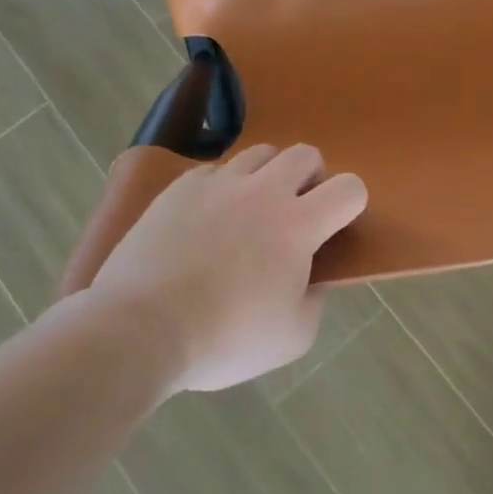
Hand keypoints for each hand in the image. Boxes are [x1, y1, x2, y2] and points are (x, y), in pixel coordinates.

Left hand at [65, 144, 366, 392]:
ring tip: (253, 210)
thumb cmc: (224, 339)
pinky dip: (225, 187)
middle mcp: (263, 191)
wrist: (139, 330)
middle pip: (305, 154)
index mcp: (298, 225)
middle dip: (312, 178)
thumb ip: (314, 300)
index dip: (352, 204)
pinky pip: (215, 170)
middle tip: (298, 212)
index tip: (335, 228)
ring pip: (260, 154)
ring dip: (269, 176)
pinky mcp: (180, 188)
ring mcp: (218, 184)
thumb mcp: (292, 338)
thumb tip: (310, 278)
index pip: (349, 188)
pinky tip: (210, 219)